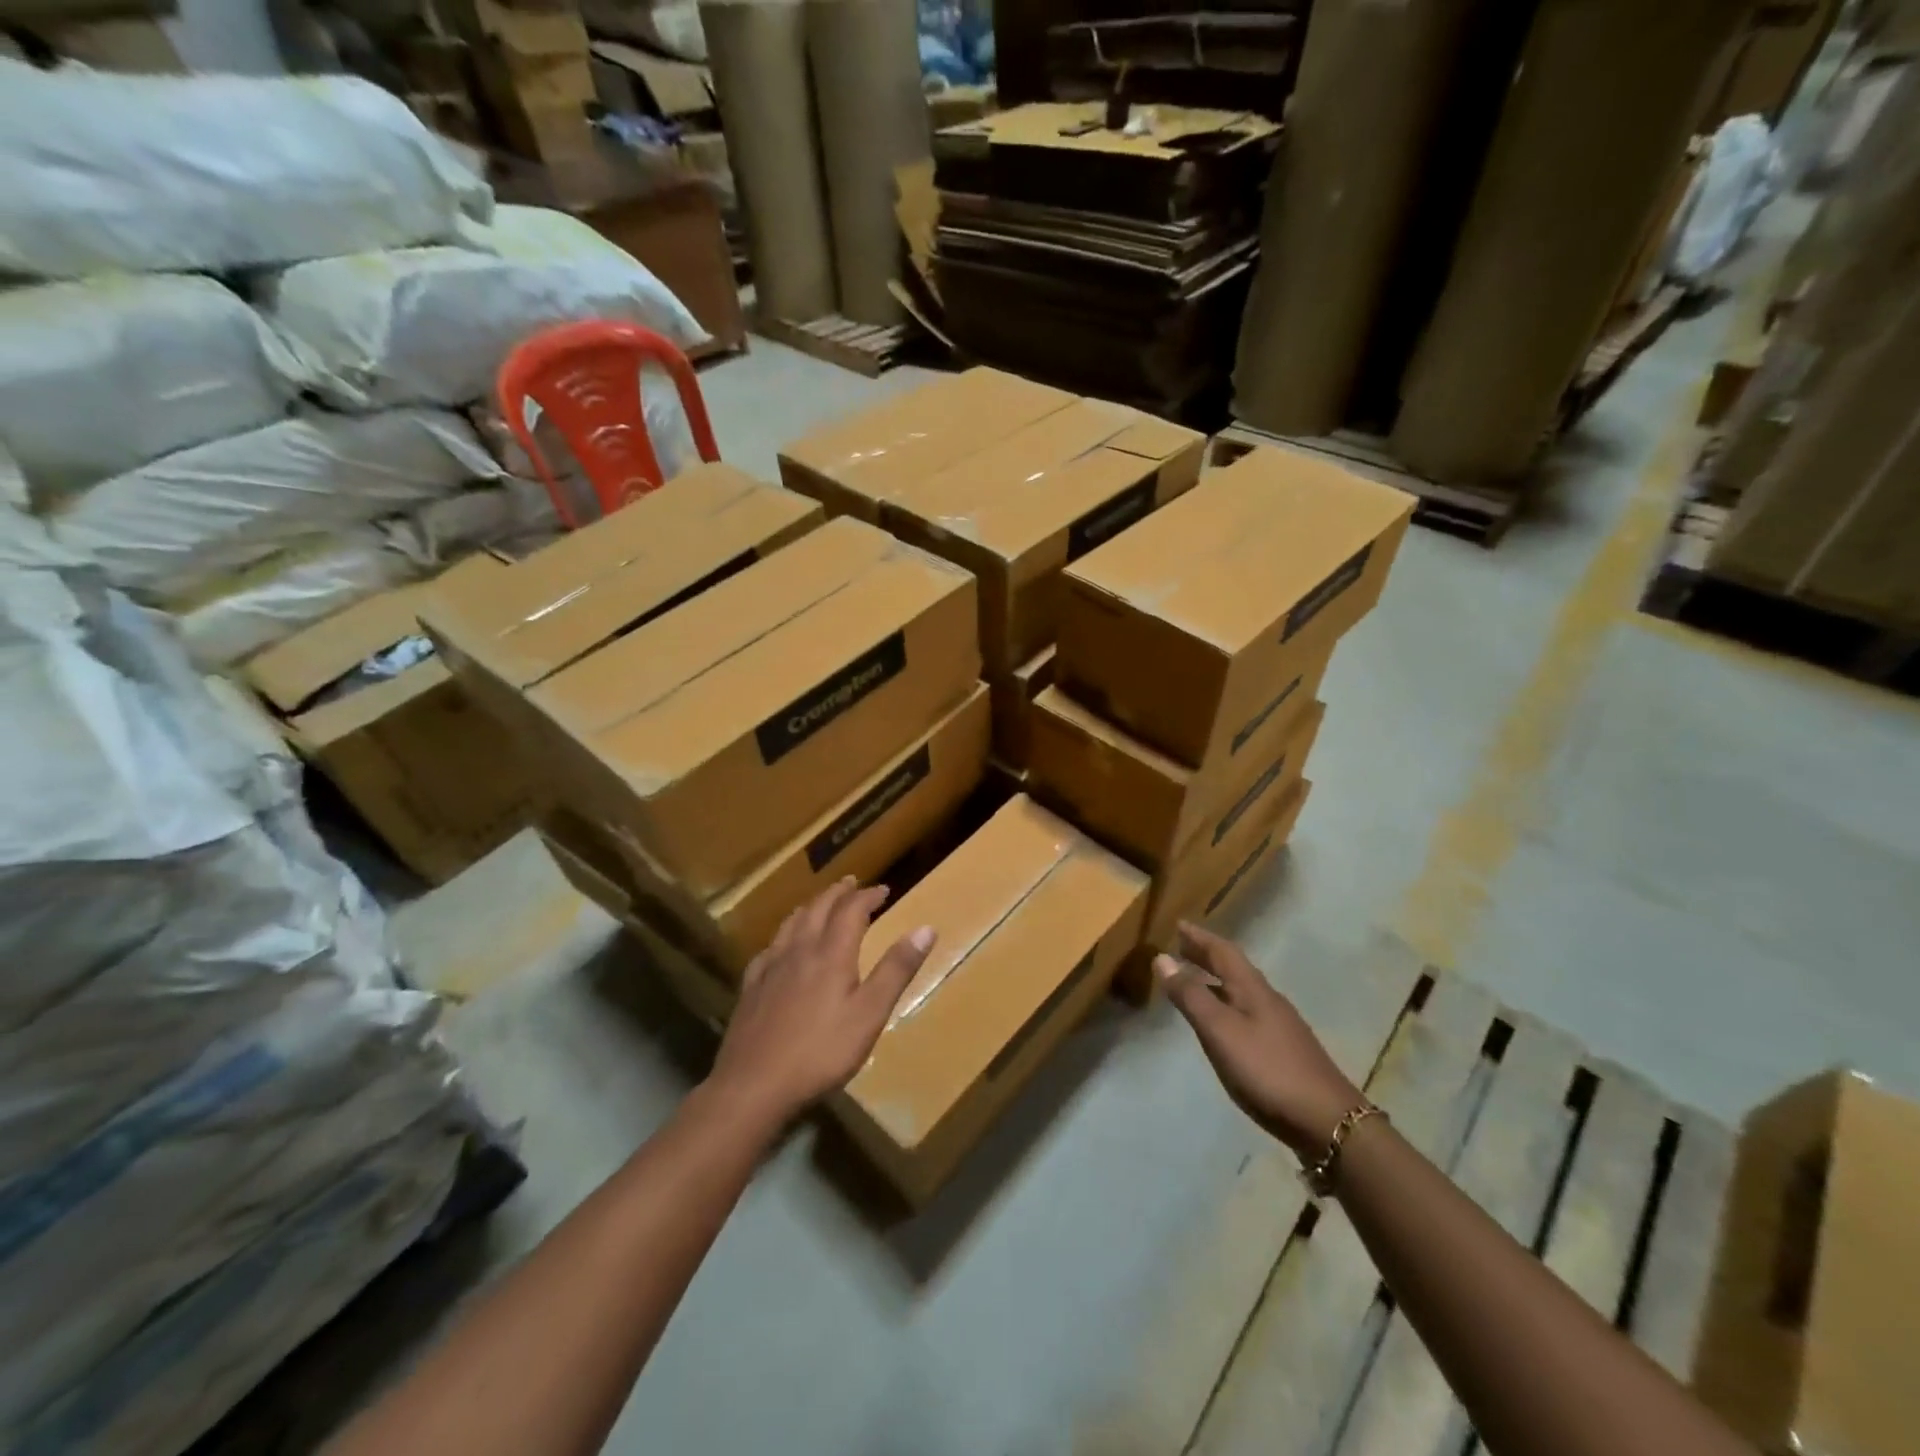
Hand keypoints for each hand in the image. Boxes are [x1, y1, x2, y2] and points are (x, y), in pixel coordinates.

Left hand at [708, 878, 935, 1128]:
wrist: (754, 1085)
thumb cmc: (821, 1052)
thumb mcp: (870, 1014)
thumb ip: (896, 970)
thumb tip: (926, 928)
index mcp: (831, 954)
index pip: (851, 910)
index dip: (868, 896)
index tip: (884, 890)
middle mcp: (800, 951)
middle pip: (818, 909)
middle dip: (838, 893)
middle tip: (852, 883)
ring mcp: (771, 968)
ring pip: (791, 923)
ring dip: (810, 906)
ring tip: (820, 903)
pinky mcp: (751, 988)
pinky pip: (769, 948)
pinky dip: (783, 936)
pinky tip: (781, 946)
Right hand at [1156, 922, 1363, 1156]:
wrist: (1328, 1121)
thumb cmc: (1268, 1070)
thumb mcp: (1220, 1031)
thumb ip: (1191, 996)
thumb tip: (1161, 958)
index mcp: (1252, 989)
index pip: (1223, 952)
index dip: (1200, 937)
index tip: (1179, 924)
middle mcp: (1268, 1000)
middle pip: (1234, 968)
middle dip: (1207, 956)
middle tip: (1182, 946)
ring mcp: (1280, 1026)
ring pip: (1241, 991)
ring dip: (1216, 980)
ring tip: (1194, 981)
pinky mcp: (1284, 1050)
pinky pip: (1247, 1012)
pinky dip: (1227, 1004)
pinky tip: (1222, 1023)